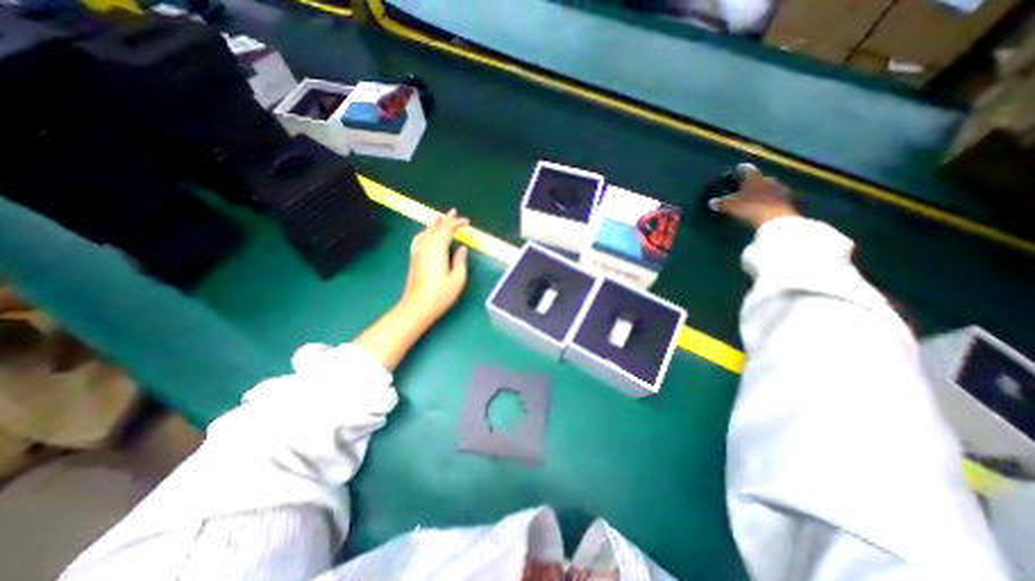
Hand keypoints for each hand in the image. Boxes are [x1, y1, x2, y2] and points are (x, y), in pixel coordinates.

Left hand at [397, 209, 472, 327]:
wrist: (417, 307)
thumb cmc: (440, 296)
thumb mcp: (457, 280)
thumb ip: (460, 261)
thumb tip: (462, 248)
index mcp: (437, 251)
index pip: (446, 230)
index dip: (456, 223)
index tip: (467, 222)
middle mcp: (426, 248)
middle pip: (435, 228)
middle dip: (445, 219)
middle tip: (454, 212)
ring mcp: (417, 253)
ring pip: (425, 232)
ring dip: (434, 223)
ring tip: (440, 217)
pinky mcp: (414, 259)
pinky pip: (418, 239)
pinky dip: (424, 232)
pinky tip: (425, 233)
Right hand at [713, 163, 797, 229]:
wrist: (777, 220)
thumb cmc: (751, 208)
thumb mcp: (731, 206)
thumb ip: (722, 203)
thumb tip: (711, 202)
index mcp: (755, 178)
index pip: (747, 170)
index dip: (741, 169)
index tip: (738, 169)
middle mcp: (769, 180)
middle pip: (761, 178)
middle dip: (754, 182)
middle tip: (747, 187)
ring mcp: (781, 190)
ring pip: (770, 187)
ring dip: (764, 191)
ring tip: (757, 197)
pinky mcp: (788, 201)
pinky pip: (777, 198)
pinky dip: (771, 200)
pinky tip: (766, 206)